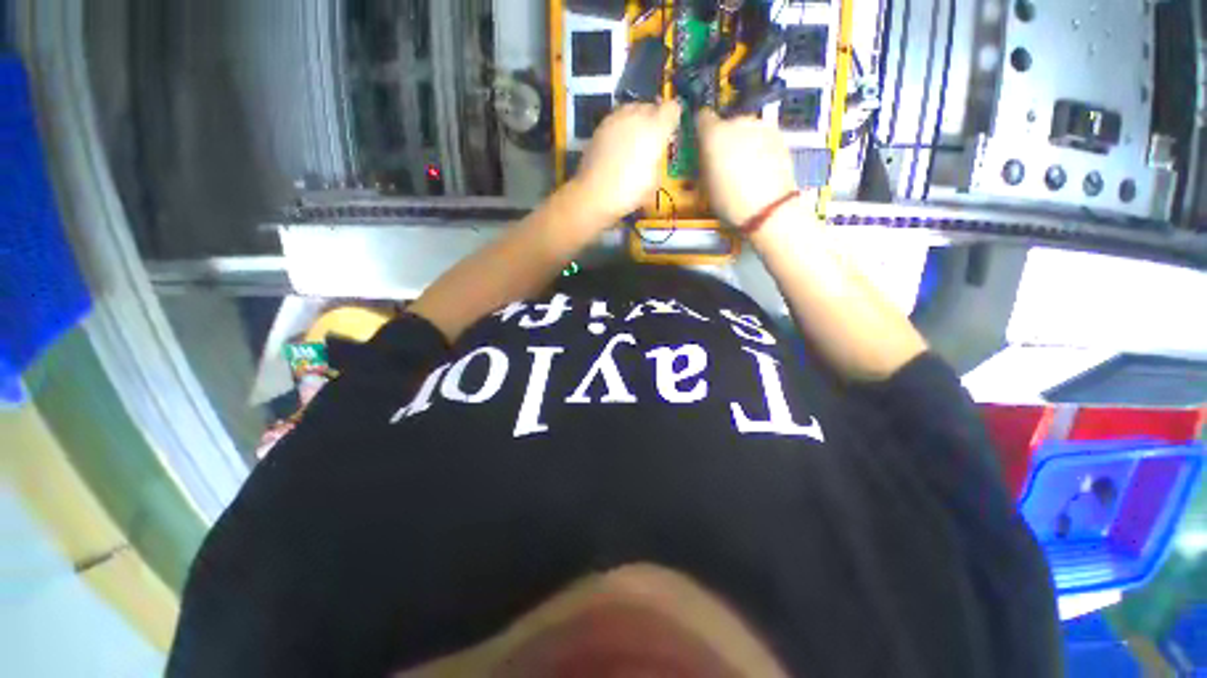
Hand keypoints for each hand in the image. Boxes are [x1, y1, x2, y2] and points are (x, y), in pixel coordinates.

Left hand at [569, 101, 682, 223]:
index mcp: (656, 128)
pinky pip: (617, 120)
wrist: (595, 193)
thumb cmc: (630, 191)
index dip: (673, 119)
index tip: (670, 132)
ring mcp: (616, 118)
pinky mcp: (600, 126)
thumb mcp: (654, 181)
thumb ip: (658, 159)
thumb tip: (655, 154)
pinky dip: (621, 128)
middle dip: (654, 119)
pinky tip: (618, 146)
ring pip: (632, 110)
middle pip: (651, 107)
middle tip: (651, 140)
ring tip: (634, 141)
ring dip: (636, 121)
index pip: (672, 108)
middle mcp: (637, 116)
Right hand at [696, 110, 801, 225]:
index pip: (702, 118)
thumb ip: (704, 162)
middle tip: (724, 161)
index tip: (702, 144)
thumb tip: (705, 154)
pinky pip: (762, 137)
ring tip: (744, 166)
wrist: (767, 207)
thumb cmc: (728, 200)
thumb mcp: (705, 185)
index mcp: (714, 134)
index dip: (701, 130)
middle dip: (724, 138)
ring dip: (743, 141)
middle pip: (727, 123)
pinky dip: (759, 146)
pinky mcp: (779, 134)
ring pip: (746, 129)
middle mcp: (737, 122)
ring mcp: (761, 125)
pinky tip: (759, 167)